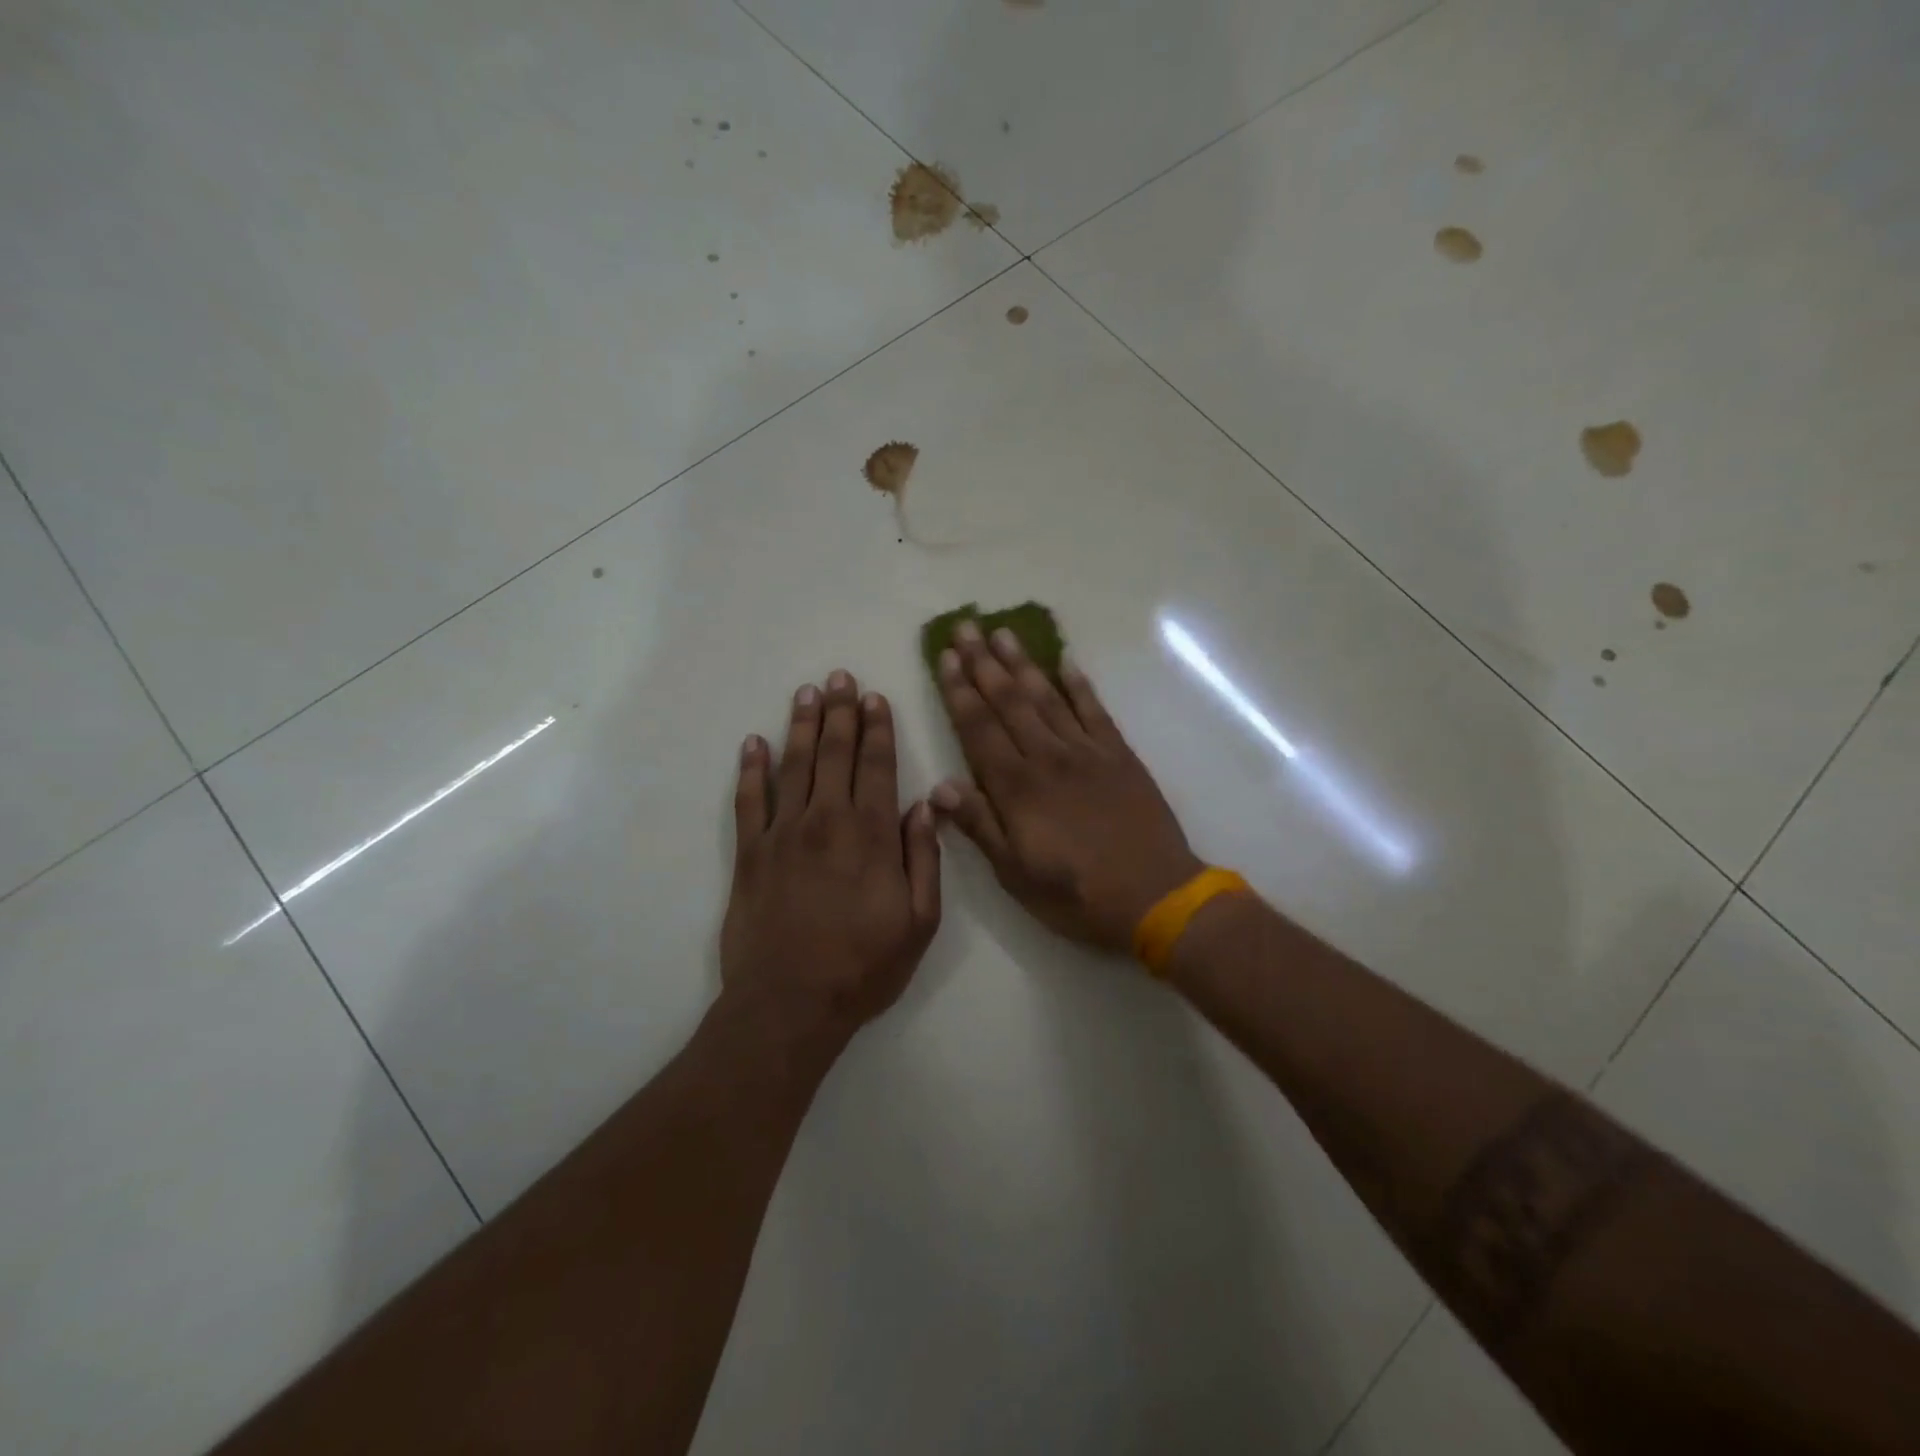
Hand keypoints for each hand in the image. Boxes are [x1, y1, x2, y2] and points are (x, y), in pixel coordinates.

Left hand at [722, 671, 941, 1040]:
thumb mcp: (920, 922)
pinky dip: (750, 769)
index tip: (875, 697)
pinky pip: (748, 801)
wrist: (790, 1005)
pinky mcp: (749, 854)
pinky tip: (753, 743)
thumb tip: (926, 805)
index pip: (877, 766)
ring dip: (801, 725)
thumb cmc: (864, 967)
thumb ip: (924, 858)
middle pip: (834, 753)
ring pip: (793, 765)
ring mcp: (783, 834)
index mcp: (872, 835)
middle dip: (840, 712)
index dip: (877, 729)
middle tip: (840, 677)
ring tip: (807, 693)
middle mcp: (827, 821)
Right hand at [931, 622, 1202, 952]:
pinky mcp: (1119, 755)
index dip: (959, 691)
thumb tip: (939, 787)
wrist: (1155, 896)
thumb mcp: (1016, 874)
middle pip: (1009, 700)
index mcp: (1017, 788)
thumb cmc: (1077, 894)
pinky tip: (1065, 661)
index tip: (944, 657)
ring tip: (1002, 632)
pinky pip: (1095, 710)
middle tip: (965, 627)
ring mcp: (1087, 751)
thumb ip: (979, 826)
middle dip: (983, 662)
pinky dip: (1079, 683)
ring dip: (1022, 663)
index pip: (978, 728)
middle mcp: (1048, 757)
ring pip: (1047, 696)